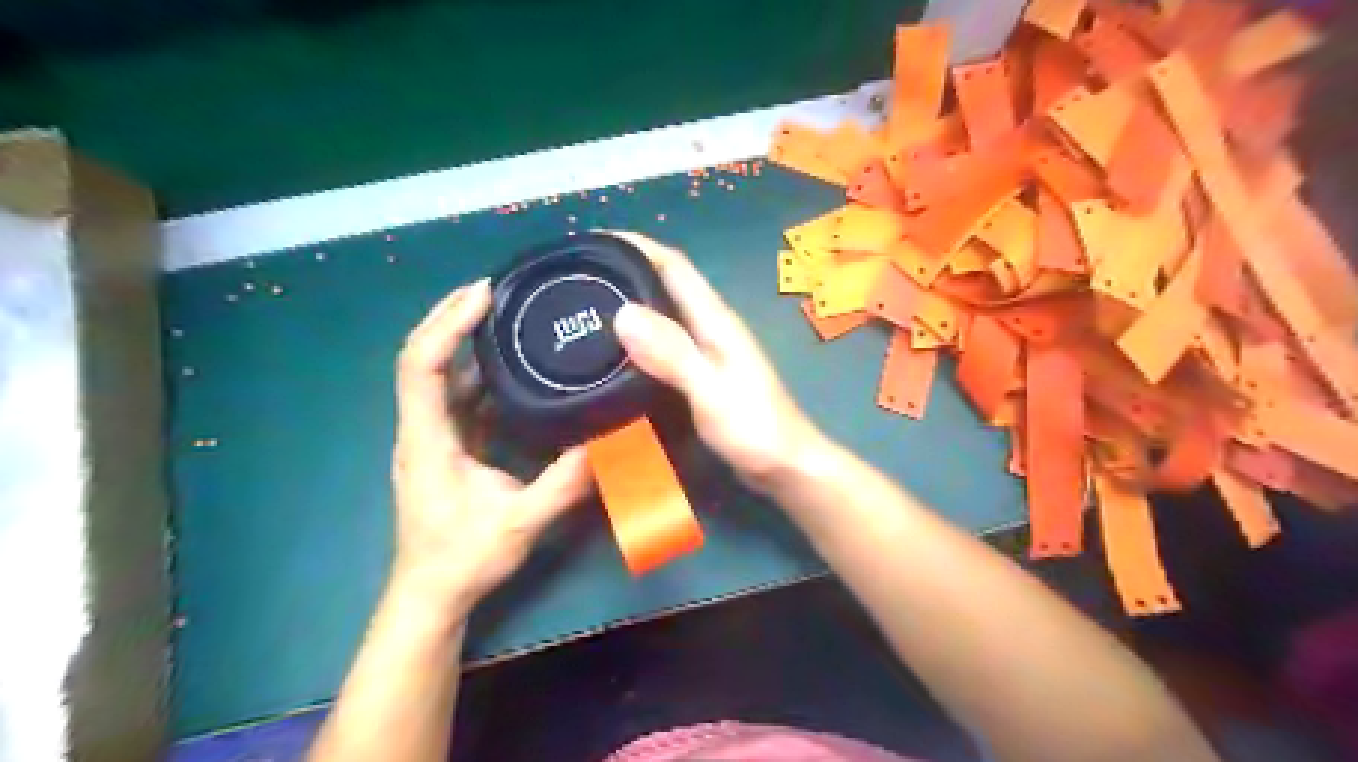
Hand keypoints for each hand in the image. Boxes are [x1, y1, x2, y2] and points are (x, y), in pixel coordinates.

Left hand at [383, 284, 592, 616]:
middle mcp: (423, 429)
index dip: (447, 323)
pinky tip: (512, 366)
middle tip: (496, 288)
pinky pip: (459, 397)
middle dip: (453, 316)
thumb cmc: (462, 560)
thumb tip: (611, 443)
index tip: (483, 293)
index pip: (421, 364)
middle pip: (424, 357)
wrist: (431, 597)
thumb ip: (565, 484)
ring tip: (505, 316)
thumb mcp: (520, 523)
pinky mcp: (448, 447)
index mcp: (428, 439)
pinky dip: (480, 372)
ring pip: (441, 375)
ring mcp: (433, 438)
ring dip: (466, 341)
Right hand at [609, 231, 826, 490]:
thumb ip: (673, 354)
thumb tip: (623, 312)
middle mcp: (710, 327)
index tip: (592, 242)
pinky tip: (616, 352)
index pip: (674, 265)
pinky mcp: (703, 374)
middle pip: (666, 283)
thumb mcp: (711, 391)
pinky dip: (640, 338)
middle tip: (578, 276)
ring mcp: (708, 351)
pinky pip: (665, 343)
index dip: (636, 246)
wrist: (786, 466)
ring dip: (631, 302)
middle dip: (626, 270)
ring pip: (664, 313)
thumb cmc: (754, 429)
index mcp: (715, 320)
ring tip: (586, 307)